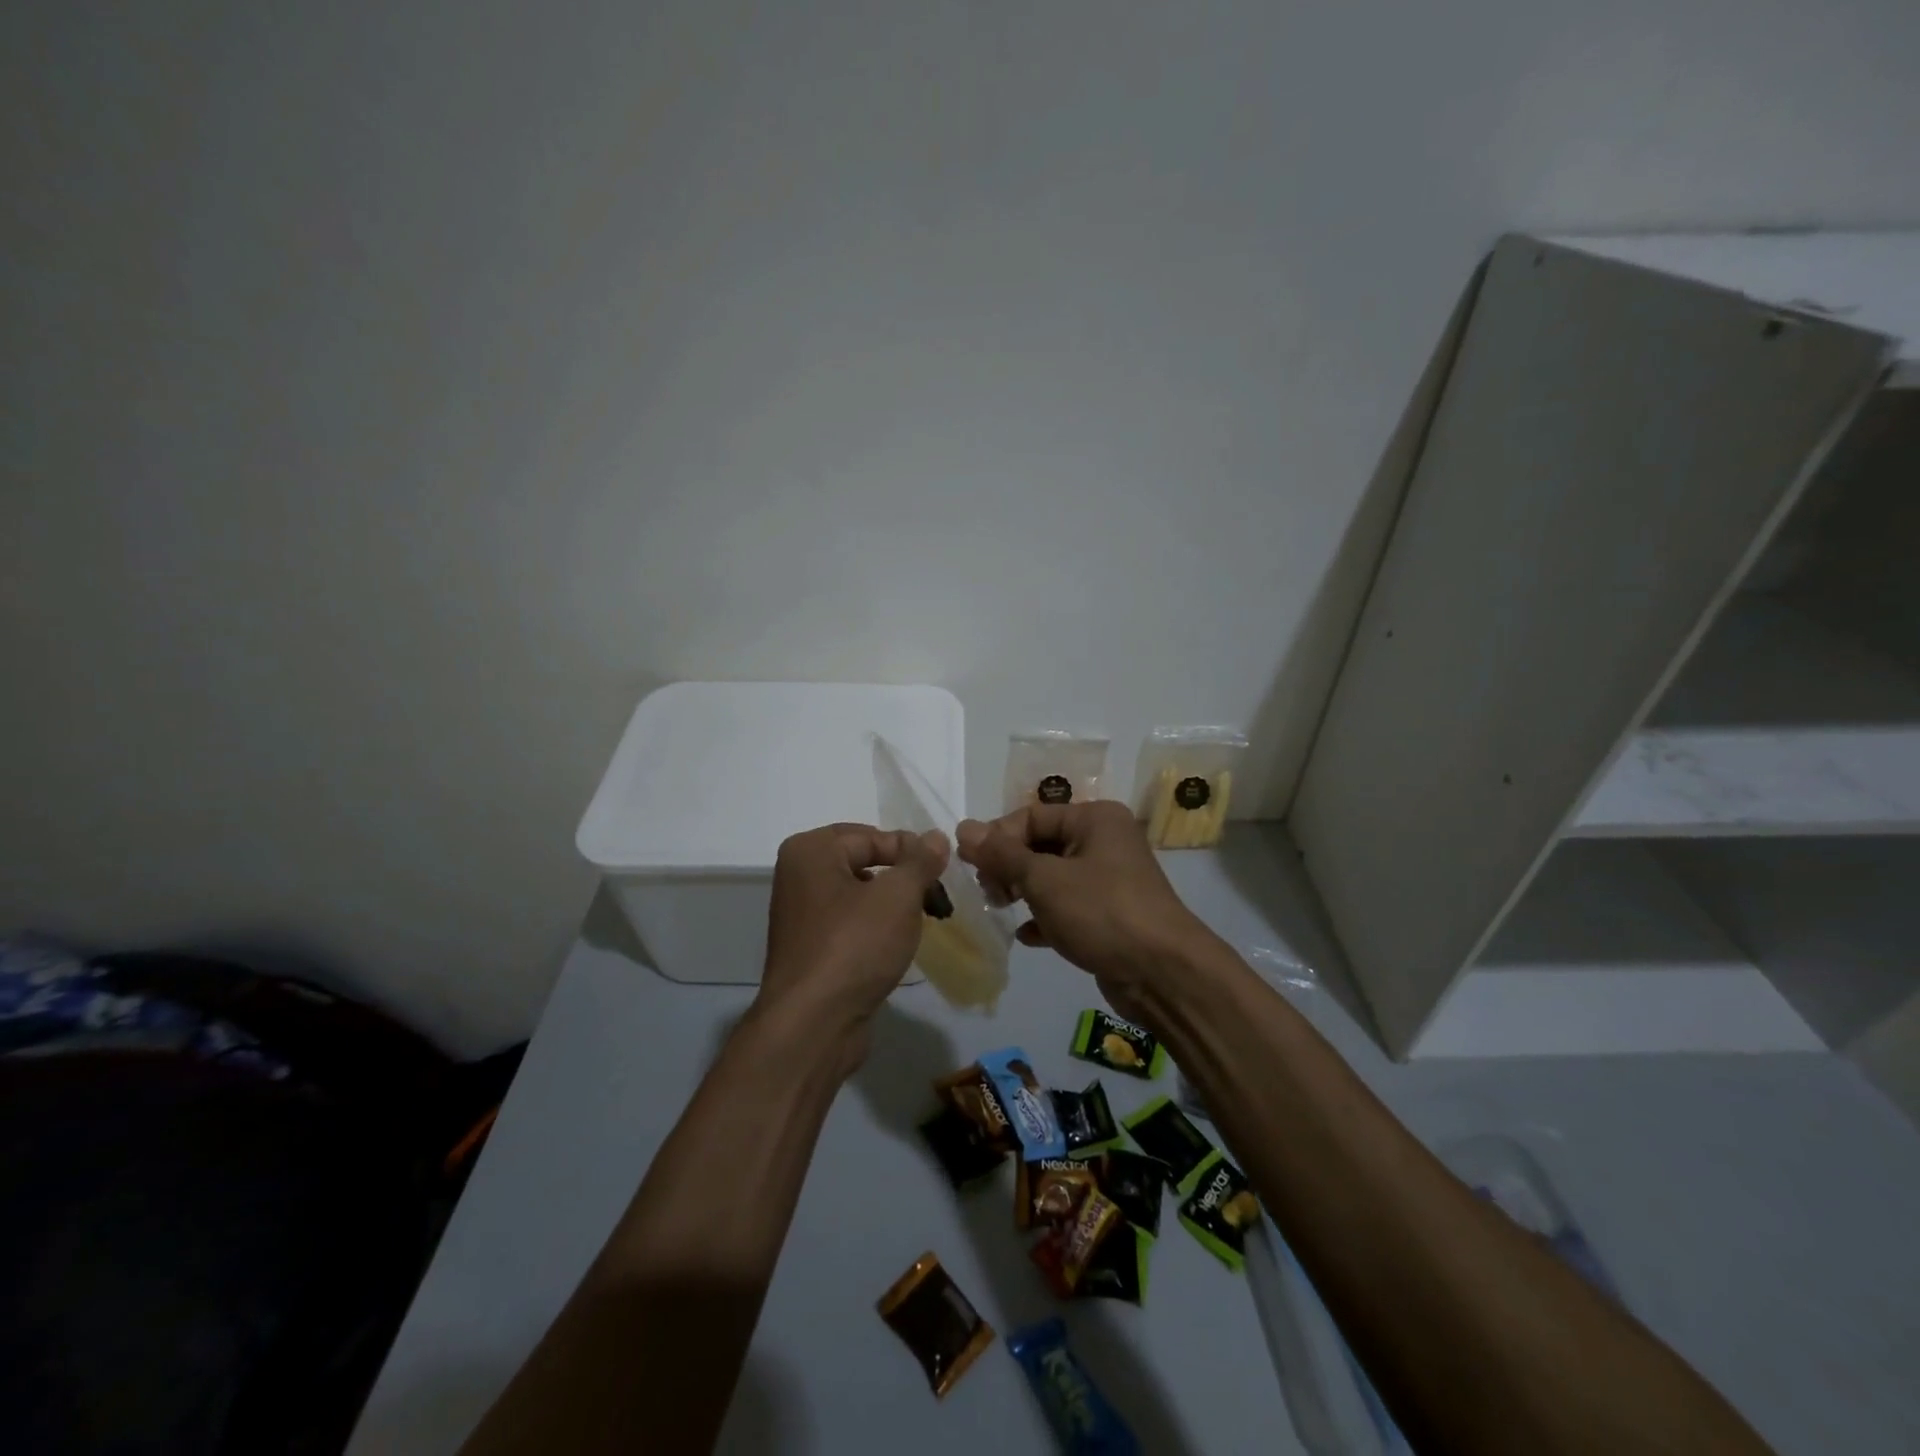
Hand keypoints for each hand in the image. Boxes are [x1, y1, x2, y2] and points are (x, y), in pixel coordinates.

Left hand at [756, 822, 950, 1073]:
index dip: (911, 851)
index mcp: (810, 851)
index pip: (872, 836)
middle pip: (865, 863)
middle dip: (904, 879)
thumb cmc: (854, 946)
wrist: (813, 1025)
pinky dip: (877, 930)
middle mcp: (799, 876)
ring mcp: (802, 915)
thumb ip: (920, 862)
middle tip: (938, 898)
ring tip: (925, 921)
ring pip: (860, 896)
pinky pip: (851, 925)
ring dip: (894, 906)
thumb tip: (935, 837)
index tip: (943, 873)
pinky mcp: (811, 950)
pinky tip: (899, 946)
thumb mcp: (897, 896)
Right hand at [956, 800, 1212, 1025]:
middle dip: (1009, 866)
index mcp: (1095, 819)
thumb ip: (1001, 854)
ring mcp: (1109, 879)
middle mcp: (1104, 841)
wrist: (1164, 974)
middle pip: (1041, 844)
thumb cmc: (1102, 913)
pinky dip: (1045, 917)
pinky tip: (1027, 936)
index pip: (1031, 815)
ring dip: (1023, 891)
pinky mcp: (1110, 915)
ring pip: (1052, 877)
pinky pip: (1067, 906)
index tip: (971, 866)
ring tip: (1002, 909)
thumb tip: (963, 827)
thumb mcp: (1044, 880)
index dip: (997, 838)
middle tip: (990, 892)